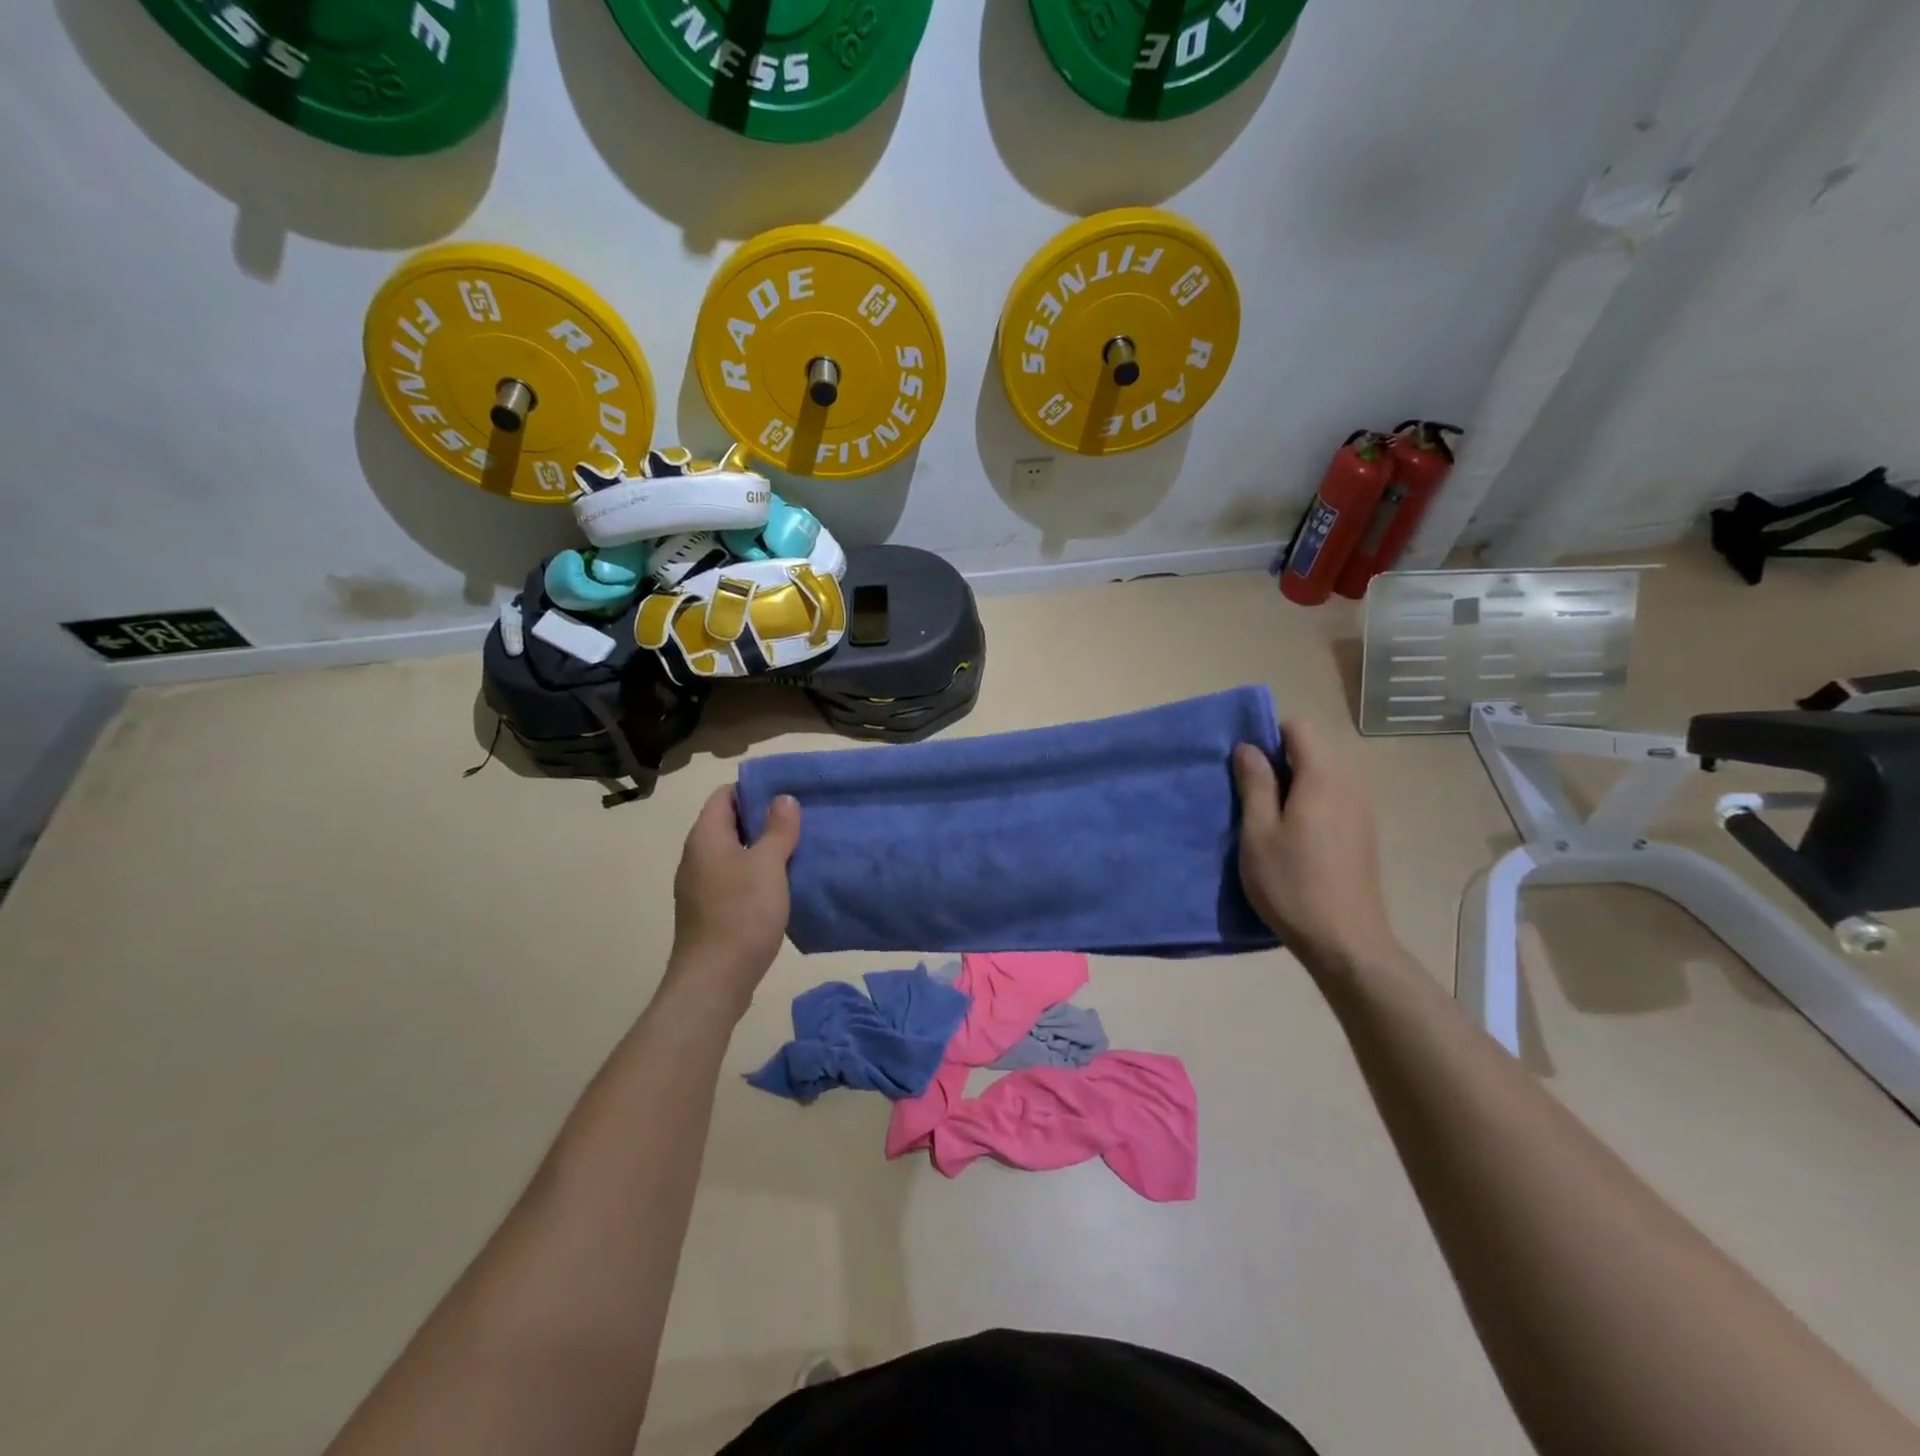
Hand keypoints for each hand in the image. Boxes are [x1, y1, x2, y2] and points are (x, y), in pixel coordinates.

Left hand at [661, 787, 800, 1018]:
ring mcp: (700, 886)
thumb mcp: (768, 865)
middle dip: (763, 819)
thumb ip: (777, 829)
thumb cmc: (741, 914)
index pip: (725, 795)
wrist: (714, 981)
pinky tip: (782, 885)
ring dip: (762, 849)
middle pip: (729, 823)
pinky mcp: (709, 911)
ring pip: (733, 853)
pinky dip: (756, 875)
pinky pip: (733, 879)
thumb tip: (783, 798)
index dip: (754, 789)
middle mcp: (697, 856)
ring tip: (798, 849)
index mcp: (706, 837)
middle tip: (801, 820)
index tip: (788, 793)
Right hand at [1233, 720, 1398, 977]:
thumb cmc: (1292, 884)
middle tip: (1249, 791)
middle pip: (1314, 747)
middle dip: (1280, 758)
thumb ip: (1255, 784)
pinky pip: (1334, 795)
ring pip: (1324, 773)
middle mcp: (1350, 783)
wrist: (1345, 941)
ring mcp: (1362, 807)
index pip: (1298, 727)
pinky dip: (1310, 799)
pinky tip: (1292, 834)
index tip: (1244, 764)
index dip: (1268, 735)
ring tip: (1267, 814)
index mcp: (1323, 777)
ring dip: (1295, 781)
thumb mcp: (1258, 832)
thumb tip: (1249, 747)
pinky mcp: (1363, 830)